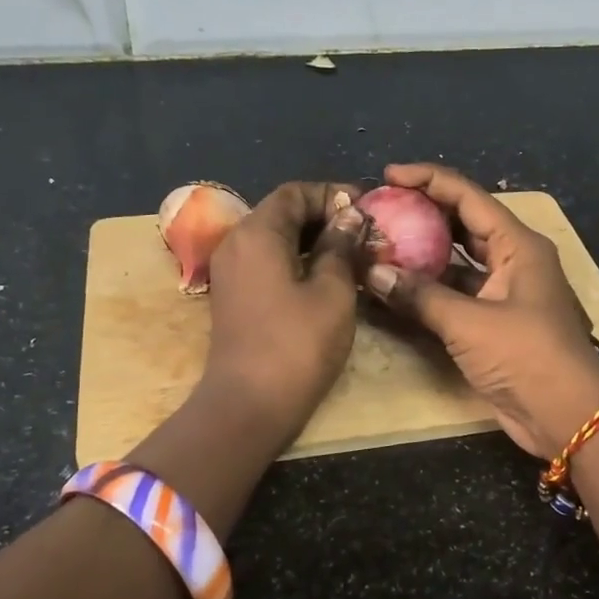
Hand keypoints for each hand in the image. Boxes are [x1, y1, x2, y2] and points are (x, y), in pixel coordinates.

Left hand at [203, 181, 367, 439]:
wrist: (248, 404)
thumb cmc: (297, 344)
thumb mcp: (332, 291)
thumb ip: (341, 247)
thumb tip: (351, 217)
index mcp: (257, 233)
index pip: (295, 193)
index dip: (332, 194)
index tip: (367, 208)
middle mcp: (236, 243)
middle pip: (282, 213)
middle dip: (325, 216)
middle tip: (365, 232)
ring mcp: (231, 272)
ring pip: (275, 239)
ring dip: (313, 240)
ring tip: (354, 253)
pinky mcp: (234, 296)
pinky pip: (267, 262)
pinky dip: (297, 260)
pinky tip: (328, 277)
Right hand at [364, 164, 598, 458]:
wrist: (566, 415)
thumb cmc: (525, 356)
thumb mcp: (469, 322)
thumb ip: (418, 295)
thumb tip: (370, 272)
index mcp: (519, 244)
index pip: (468, 196)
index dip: (428, 179)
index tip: (388, 175)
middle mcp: (514, 260)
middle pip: (463, 223)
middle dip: (423, 213)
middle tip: (380, 209)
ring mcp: (506, 292)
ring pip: (459, 260)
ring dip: (424, 253)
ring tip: (382, 243)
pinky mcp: (496, 321)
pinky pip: (458, 292)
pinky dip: (430, 288)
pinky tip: (398, 286)